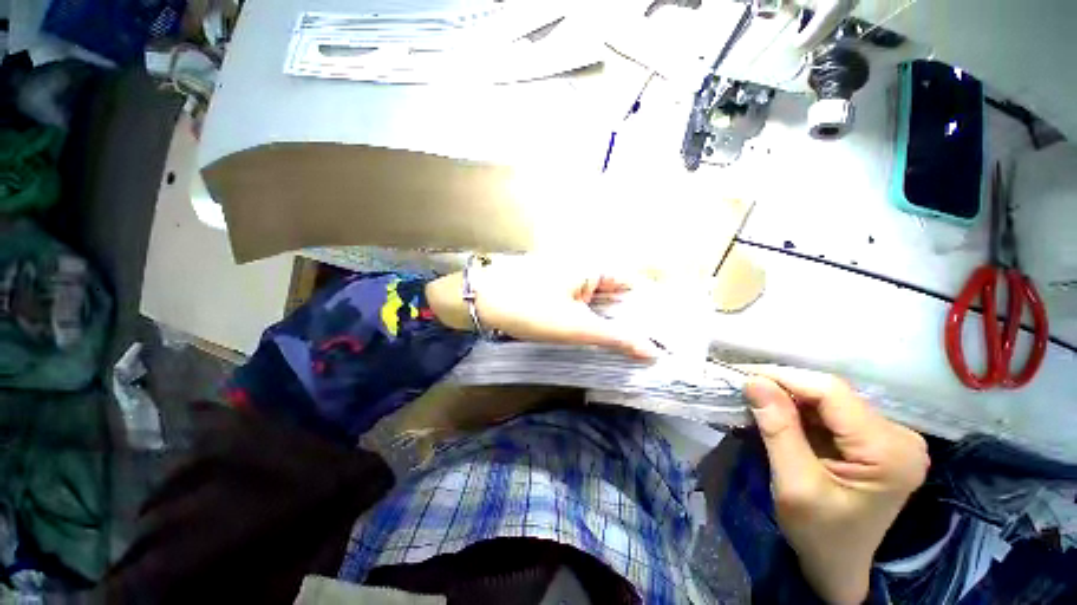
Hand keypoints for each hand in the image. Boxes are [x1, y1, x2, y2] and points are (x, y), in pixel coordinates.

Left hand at [425, 257, 660, 358]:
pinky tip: (601, 340)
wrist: (484, 304)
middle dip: (631, 320)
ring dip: (612, 323)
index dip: (648, 310)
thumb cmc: (531, 310)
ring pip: (600, 303)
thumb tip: (652, 352)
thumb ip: (616, 338)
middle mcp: (585, 270)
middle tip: (650, 349)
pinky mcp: (557, 293)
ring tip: (632, 350)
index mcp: (594, 268)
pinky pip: (584, 307)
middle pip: (617, 295)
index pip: (633, 286)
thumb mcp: (576, 327)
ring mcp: (570, 281)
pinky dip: (594, 322)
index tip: (663, 336)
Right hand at [744, 367, 929, 604]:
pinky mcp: (877, 439)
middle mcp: (900, 436)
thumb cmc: (819, 535)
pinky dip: (801, 411)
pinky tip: (781, 417)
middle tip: (746, 390)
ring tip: (758, 402)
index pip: (832, 392)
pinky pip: (832, 411)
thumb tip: (754, 381)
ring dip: (790, 399)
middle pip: (832, 393)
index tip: (743, 377)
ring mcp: (892, 437)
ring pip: (829, 399)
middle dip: (784, 388)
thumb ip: (778, 430)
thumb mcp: (794, 485)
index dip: (784, 377)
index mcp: (889, 451)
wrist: (838, 564)